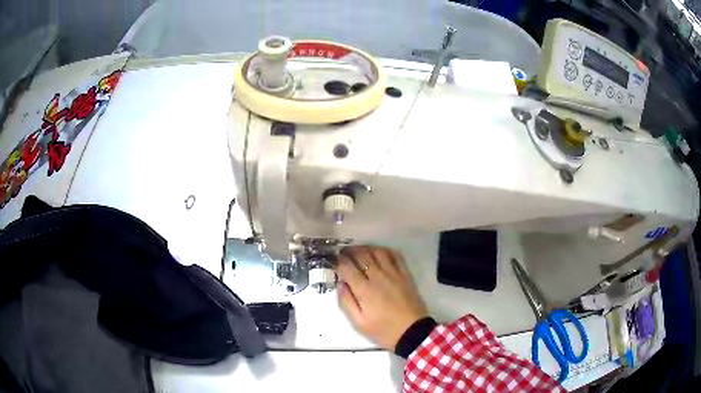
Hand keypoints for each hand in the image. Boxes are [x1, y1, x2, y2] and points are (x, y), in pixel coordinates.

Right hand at [335, 246, 428, 350]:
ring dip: (365, 248)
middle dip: (349, 251)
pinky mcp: (405, 274)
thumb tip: (340, 284)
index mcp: (364, 290)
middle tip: (343, 254)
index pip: (347, 267)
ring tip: (359, 251)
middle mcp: (378, 277)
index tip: (334, 261)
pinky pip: (395, 255)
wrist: (412, 332)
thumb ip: (346, 302)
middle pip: (361, 255)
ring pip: (377, 252)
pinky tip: (378, 253)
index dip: (338, 261)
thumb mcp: (359, 323)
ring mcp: (394, 273)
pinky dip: (384, 250)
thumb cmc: (383, 330)